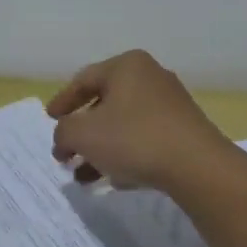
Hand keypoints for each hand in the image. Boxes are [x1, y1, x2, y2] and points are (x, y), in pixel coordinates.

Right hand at [46, 49, 236, 191]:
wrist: (197, 166)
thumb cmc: (133, 139)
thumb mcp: (83, 134)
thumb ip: (64, 132)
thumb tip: (64, 139)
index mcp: (126, 66)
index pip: (84, 80)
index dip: (62, 101)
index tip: (49, 120)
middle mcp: (150, 77)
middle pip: (104, 103)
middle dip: (81, 133)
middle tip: (66, 154)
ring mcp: (170, 104)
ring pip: (123, 125)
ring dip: (100, 150)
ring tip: (83, 177)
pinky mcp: (183, 130)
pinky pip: (144, 139)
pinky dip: (124, 155)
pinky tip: (113, 180)